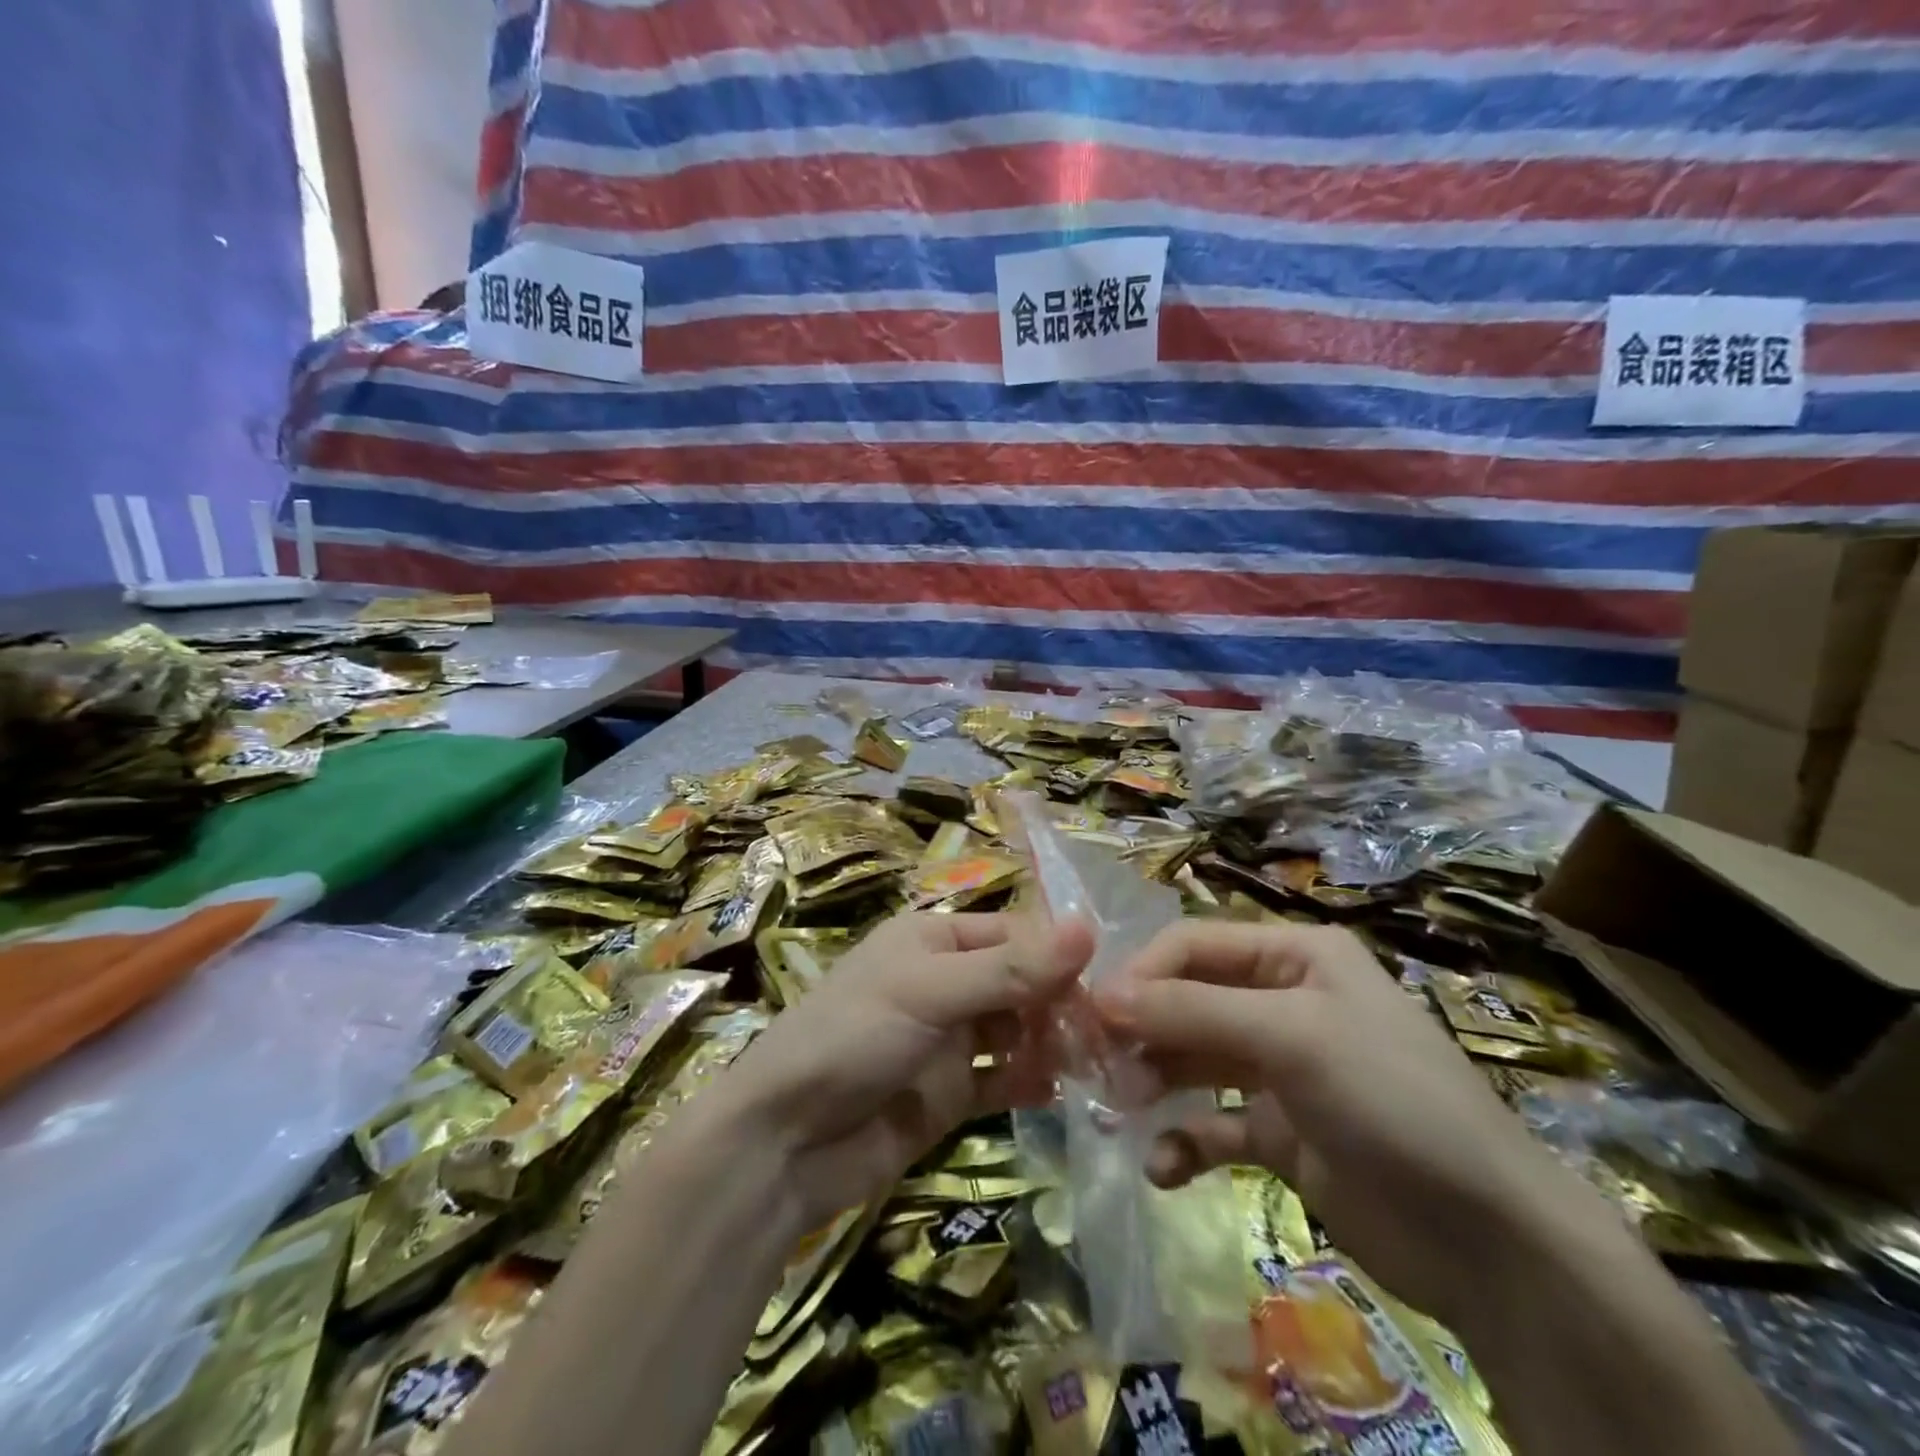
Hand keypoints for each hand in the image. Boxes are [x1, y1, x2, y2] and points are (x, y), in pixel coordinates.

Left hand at [707, 911, 1092, 1227]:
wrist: (785, 1141)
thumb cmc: (853, 1037)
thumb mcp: (930, 991)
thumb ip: (1009, 970)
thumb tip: (1088, 930)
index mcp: (933, 939)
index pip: (1013, 934)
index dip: (1057, 956)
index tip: (1107, 985)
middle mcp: (944, 981)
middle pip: (1019, 983)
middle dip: (1059, 1004)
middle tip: (1105, 1037)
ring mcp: (947, 1040)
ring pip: (1016, 1031)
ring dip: (1052, 1043)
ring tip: (1093, 1066)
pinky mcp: (949, 1093)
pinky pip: (1002, 1079)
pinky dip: (1030, 1082)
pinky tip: (1059, 1092)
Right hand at [1094, 921, 1591, 1326]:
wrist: (1491, 1242)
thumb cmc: (1390, 1100)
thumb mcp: (1290, 1037)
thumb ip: (1190, 1011)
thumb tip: (1100, 996)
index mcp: (1294, 956)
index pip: (1194, 945)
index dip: (1142, 974)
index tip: (1094, 1013)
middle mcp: (1283, 1001)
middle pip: (1187, 1000)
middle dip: (1142, 1030)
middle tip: (1097, 1067)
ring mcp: (1279, 1069)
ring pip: (1192, 1060)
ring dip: (1153, 1081)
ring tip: (1121, 1110)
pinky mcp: (1278, 1133)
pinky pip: (1213, 1125)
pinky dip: (1184, 1141)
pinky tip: (1165, 1166)